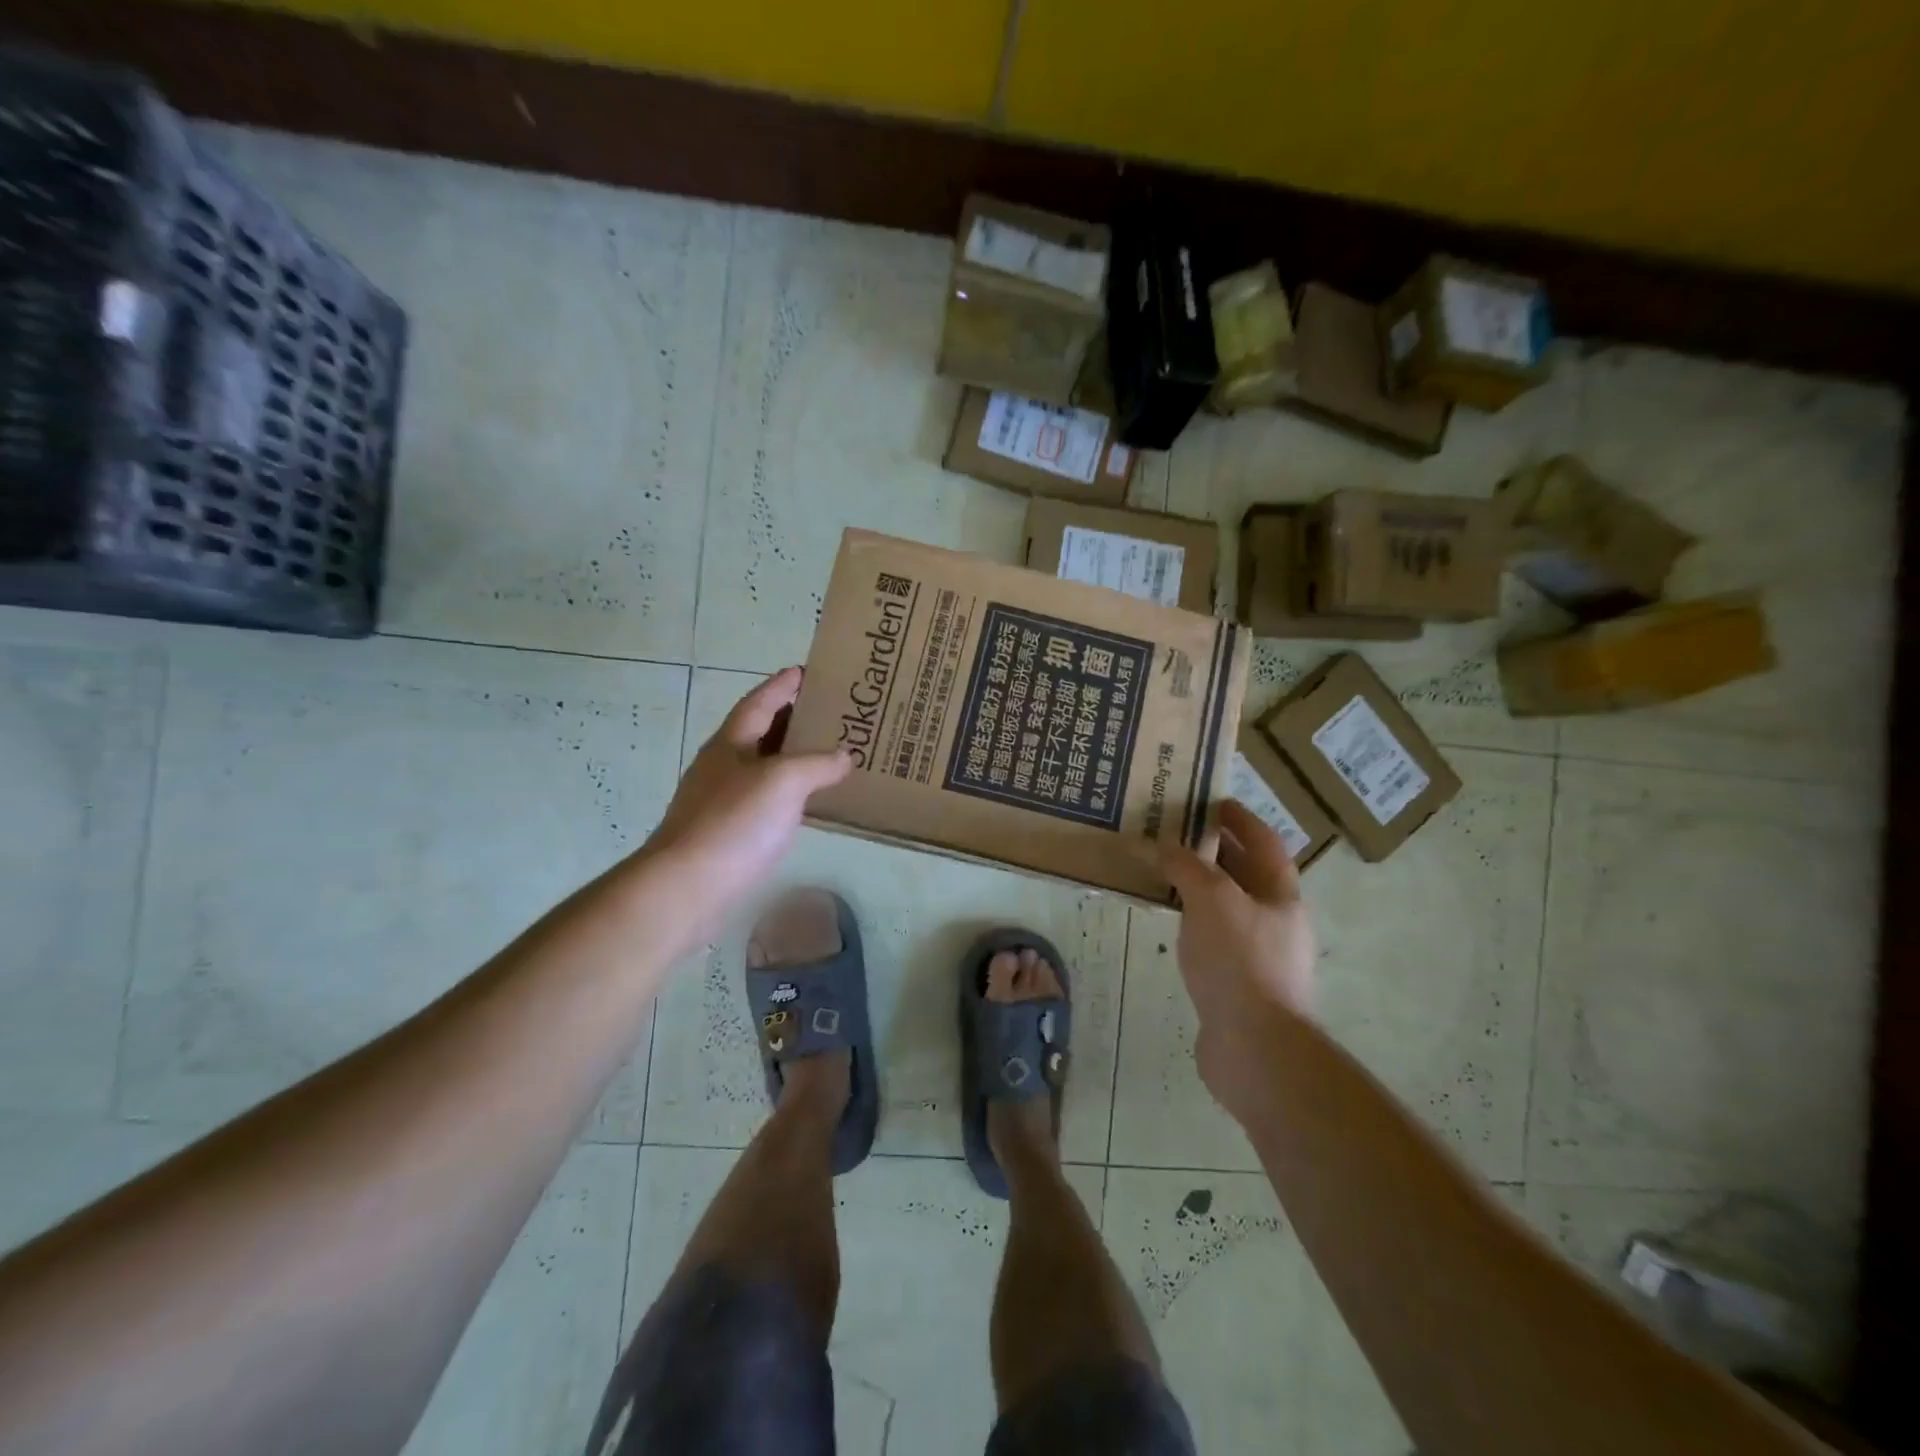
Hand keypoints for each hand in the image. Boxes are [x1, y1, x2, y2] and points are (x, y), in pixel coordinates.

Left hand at [647, 667, 851, 920]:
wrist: (688, 886)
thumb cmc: (734, 822)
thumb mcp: (783, 781)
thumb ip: (818, 763)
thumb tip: (844, 756)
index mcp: (731, 743)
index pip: (760, 701)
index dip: (783, 685)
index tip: (807, 671)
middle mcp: (724, 766)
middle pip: (761, 732)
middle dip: (793, 719)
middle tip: (831, 713)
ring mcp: (724, 800)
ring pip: (765, 767)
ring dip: (794, 757)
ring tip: (830, 752)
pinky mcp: (730, 832)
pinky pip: (768, 799)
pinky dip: (792, 792)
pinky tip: (811, 801)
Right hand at [1159, 799, 1318, 1110]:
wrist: (1256, 1048)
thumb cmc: (1240, 961)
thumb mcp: (1211, 899)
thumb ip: (1187, 866)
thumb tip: (1163, 844)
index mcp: (1281, 895)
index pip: (1264, 842)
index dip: (1241, 819)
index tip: (1213, 801)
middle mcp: (1275, 921)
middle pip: (1246, 874)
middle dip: (1215, 850)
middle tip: (1175, 832)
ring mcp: (1259, 955)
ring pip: (1227, 907)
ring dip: (1201, 886)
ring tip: (1164, 871)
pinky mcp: (1238, 984)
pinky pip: (1213, 937)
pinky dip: (1194, 921)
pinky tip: (1170, 922)